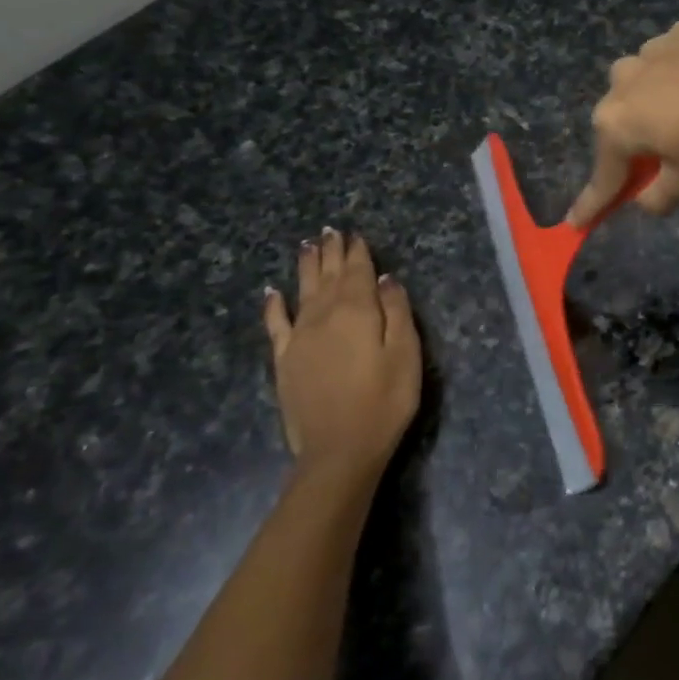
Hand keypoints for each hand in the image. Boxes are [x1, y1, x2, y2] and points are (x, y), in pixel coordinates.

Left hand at [262, 230, 421, 487]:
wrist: (338, 449)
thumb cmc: (384, 401)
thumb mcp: (406, 354)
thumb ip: (396, 312)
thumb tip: (385, 279)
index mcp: (357, 311)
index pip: (358, 272)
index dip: (358, 253)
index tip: (356, 235)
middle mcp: (324, 315)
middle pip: (328, 276)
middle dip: (331, 252)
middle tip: (330, 230)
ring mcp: (299, 337)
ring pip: (302, 291)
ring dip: (305, 267)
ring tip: (307, 245)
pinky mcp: (284, 360)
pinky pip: (276, 323)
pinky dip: (273, 305)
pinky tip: (272, 292)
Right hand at [568, 19, 678, 223]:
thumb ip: (656, 198)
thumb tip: (643, 199)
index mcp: (617, 124)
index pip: (603, 176)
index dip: (591, 204)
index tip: (575, 223)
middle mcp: (620, 83)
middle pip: (619, 126)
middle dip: (633, 146)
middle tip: (660, 161)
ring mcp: (648, 51)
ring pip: (640, 87)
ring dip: (654, 105)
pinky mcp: (678, 32)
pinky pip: (668, 63)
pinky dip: (678, 78)